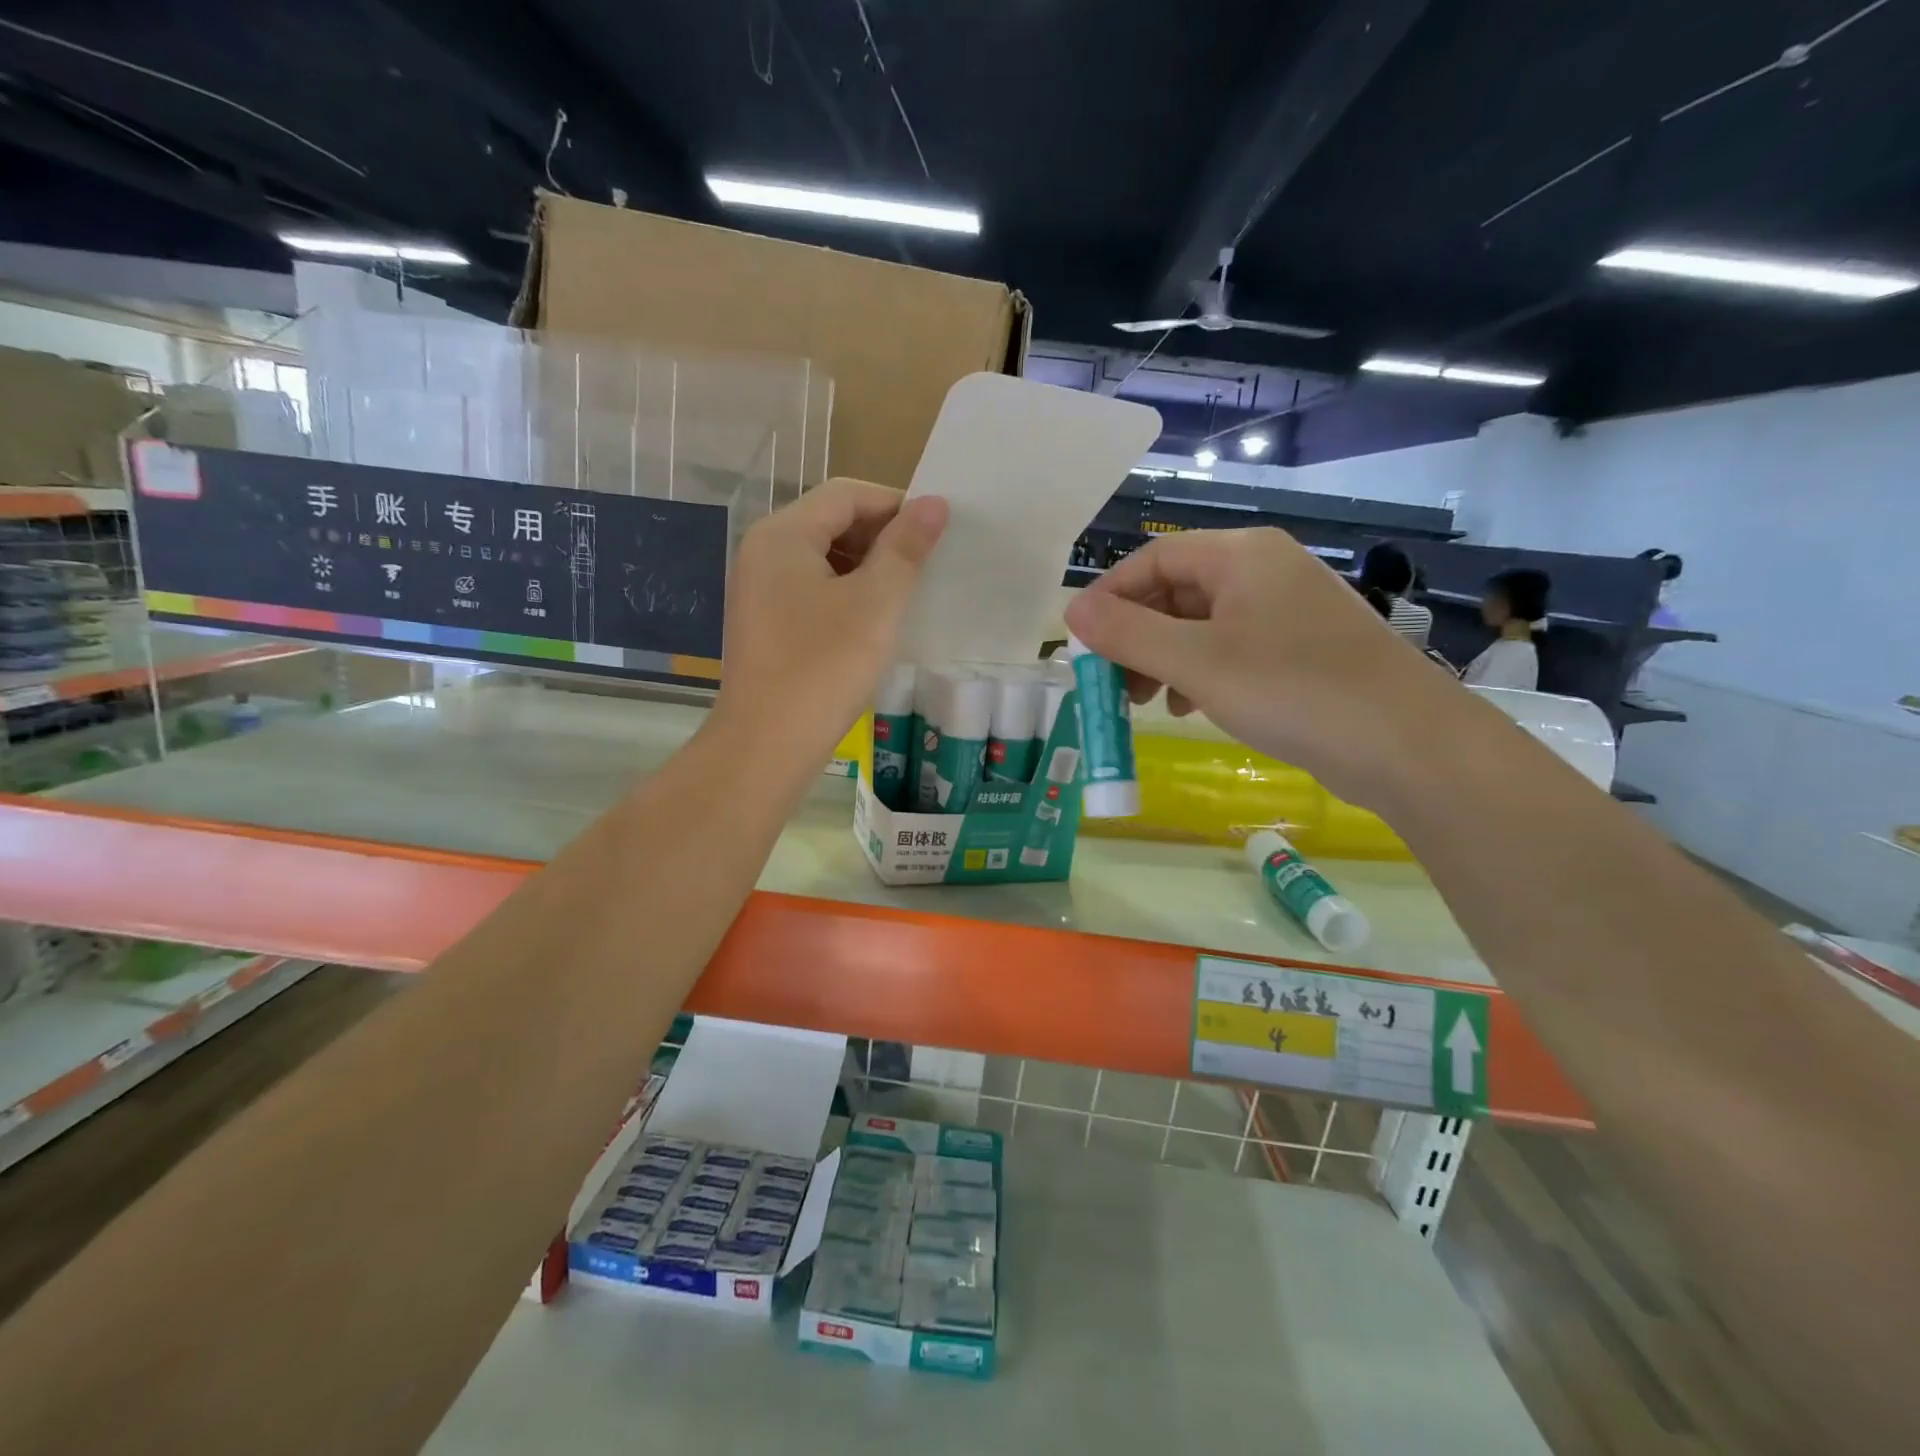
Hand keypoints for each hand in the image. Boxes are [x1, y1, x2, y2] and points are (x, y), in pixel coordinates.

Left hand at [714, 479, 947, 779]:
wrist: (767, 744)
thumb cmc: (824, 667)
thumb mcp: (875, 603)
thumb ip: (905, 548)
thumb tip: (934, 503)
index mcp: (783, 534)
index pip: (847, 494)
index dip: (896, 506)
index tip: (937, 534)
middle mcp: (762, 551)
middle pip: (832, 522)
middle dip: (881, 538)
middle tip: (925, 568)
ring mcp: (759, 589)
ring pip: (823, 558)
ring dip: (867, 568)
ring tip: (905, 595)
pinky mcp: (765, 622)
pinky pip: (812, 589)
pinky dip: (846, 594)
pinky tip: (873, 622)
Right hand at [1062, 528, 1464, 807]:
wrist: (1407, 744)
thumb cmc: (1292, 689)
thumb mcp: (1196, 662)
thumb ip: (1128, 634)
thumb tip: (1070, 610)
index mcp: (1241, 555)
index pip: (1153, 559)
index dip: (1109, 597)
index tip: (1079, 642)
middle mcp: (1264, 570)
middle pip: (1175, 591)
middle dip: (1135, 636)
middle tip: (1109, 681)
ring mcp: (1286, 610)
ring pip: (1200, 624)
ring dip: (1162, 659)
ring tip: (1142, 703)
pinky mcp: (1301, 649)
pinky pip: (1230, 649)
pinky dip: (1198, 673)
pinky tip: (1188, 707)